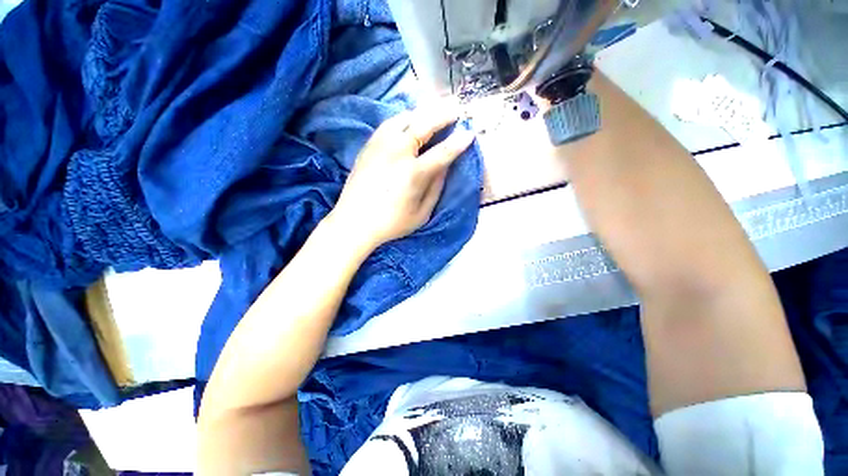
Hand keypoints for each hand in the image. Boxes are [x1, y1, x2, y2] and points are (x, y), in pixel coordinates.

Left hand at [327, 103, 474, 251]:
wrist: (354, 222)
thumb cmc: (392, 223)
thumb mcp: (421, 213)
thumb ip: (436, 187)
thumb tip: (445, 166)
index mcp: (413, 173)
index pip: (443, 152)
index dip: (459, 142)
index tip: (470, 132)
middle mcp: (397, 152)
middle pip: (424, 124)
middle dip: (443, 114)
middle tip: (456, 109)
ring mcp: (380, 145)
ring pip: (405, 118)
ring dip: (423, 112)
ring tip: (435, 111)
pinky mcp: (369, 145)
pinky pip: (390, 123)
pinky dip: (404, 118)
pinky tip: (410, 121)